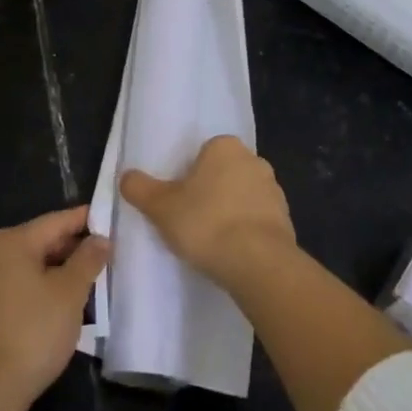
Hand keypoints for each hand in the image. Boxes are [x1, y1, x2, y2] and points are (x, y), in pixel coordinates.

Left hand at [0, 206, 108, 405]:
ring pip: (33, 266)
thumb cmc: (34, 331)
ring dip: (61, 271)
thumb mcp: (70, 292)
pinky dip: (44, 288)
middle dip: (75, 249)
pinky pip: (21, 285)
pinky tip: (64, 304)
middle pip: (43, 241)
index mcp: (12, 241)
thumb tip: (101, 239)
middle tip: (107, 256)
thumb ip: (89, 259)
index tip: (112, 221)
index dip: (87, 220)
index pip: (57, 221)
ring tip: (91, 282)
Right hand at [120, 135, 295, 289]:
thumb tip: (125, 176)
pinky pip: (259, 221)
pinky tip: (233, 253)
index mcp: (225, 147)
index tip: (179, 199)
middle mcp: (254, 160)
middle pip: (225, 173)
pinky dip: (247, 232)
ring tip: (212, 241)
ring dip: (231, 212)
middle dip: (211, 192)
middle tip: (192, 219)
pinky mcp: (286, 220)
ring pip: (243, 197)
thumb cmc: (206, 223)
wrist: (258, 263)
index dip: (189, 175)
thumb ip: (140, 188)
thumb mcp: (161, 207)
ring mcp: (274, 190)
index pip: (205, 153)